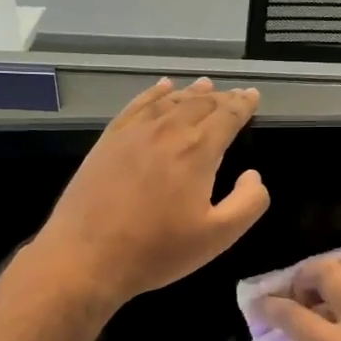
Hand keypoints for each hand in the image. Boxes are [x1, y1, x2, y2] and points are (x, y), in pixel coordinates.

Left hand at [33, 78, 269, 306]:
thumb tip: (254, 175)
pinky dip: (155, 93)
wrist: (87, 255)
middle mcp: (167, 131)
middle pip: (200, 103)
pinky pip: (137, 105)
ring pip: (170, 101)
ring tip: (206, 85)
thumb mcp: (217, 237)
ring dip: (192, 92)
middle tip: (235, 95)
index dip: (243, 104)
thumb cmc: (157, 250)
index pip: (227, 116)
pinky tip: (162, 88)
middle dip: (222, 97)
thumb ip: (248, 203)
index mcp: (197, 150)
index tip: (253, 96)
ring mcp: (134, 132)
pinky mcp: (109, 139)